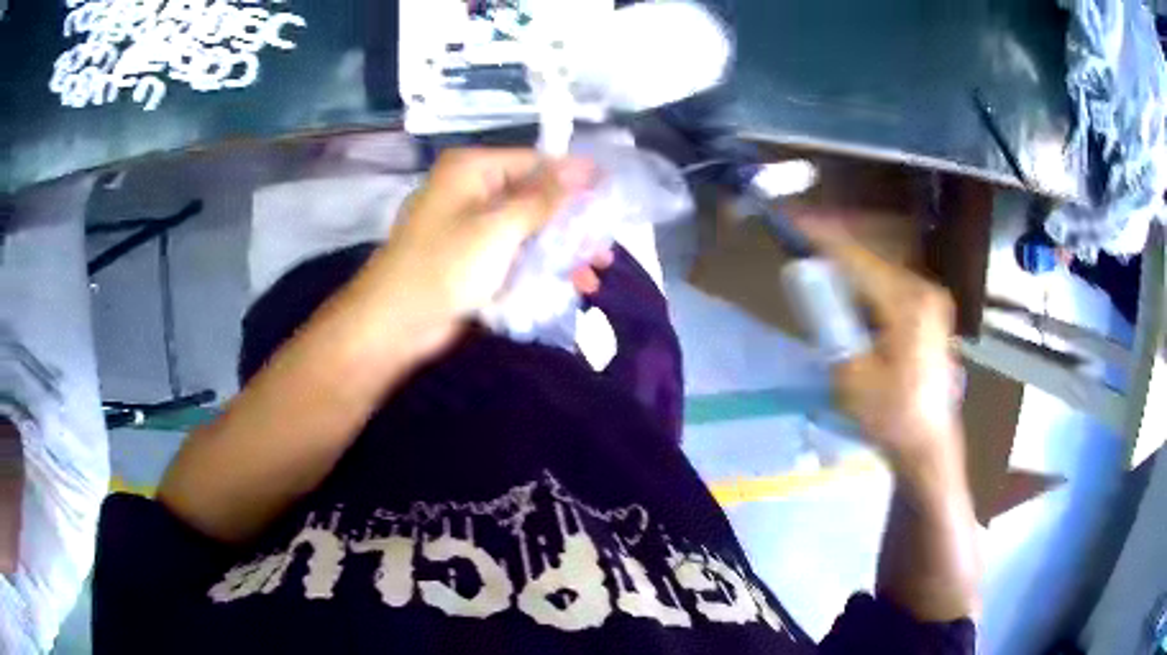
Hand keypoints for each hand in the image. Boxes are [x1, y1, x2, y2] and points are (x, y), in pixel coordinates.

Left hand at [364, 148, 597, 352]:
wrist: (395, 323)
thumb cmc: (445, 266)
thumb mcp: (499, 227)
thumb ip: (544, 198)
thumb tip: (585, 167)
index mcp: (472, 170)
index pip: (535, 162)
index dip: (575, 177)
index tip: (612, 195)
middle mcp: (473, 191)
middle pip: (535, 198)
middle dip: (572, 224)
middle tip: (604, 248)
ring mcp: (472, 228)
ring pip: (529, 230)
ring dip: (561, 252)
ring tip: (592, 275)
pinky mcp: (473, 260)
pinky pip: (515, 255)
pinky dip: (540, 268)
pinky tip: (568, 286)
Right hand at [798, 220, 961, 469]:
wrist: (929, 446)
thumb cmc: (891, 417)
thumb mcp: (851, 375)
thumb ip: (830, 322)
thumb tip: (809, 280)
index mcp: (907, 303)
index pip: (857, 259)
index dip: (822, 239)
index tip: (793, 222)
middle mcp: (923, 291)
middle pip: (870, 258)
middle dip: (835, 249)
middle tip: (801, 241)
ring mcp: (931, 300)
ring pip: (881, 271)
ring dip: (851, 268)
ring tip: (820, 265)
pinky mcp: (931, 313)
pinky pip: (892, 286)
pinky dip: (867, 284)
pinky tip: (850, 294)